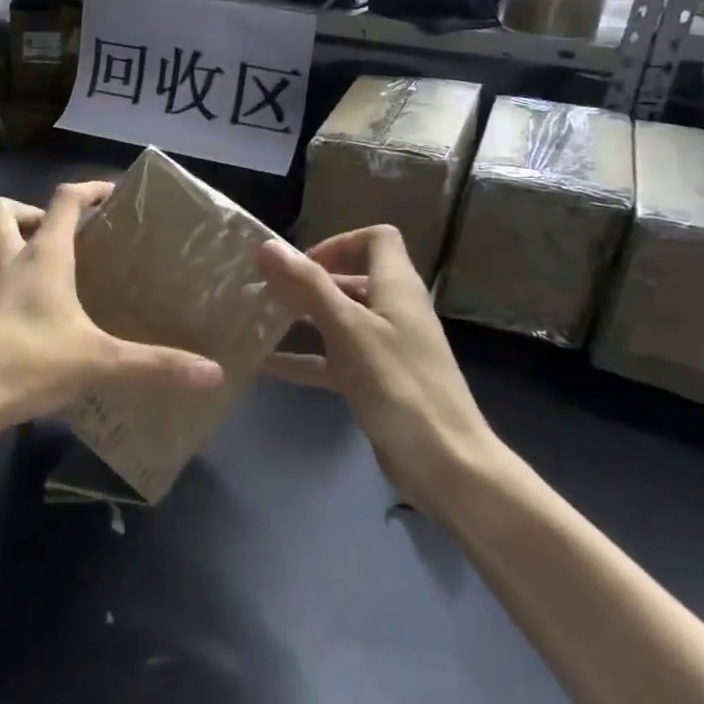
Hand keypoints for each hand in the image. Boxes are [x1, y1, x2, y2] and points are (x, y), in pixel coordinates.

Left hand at [0, 181, 222, 436]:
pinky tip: (19, 312)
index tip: (111, 193)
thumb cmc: (29, 361)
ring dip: (4, 241)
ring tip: (35, 267)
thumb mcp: (99, 362)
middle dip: (32, 212)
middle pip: (5, 210)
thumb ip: (155, 365)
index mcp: (43, 256)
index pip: (65, 200)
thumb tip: (213, 373)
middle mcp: (8, 260)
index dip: (89, 189)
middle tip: (61, 238)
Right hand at [257, 227, 503, 515]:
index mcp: (397, 288)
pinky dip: (304, 358)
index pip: (377, 239)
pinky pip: (334, 360)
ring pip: (339, 321)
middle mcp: (394, 312)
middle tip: (267, 292)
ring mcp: (386, 349)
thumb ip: (308, 286)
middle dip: (309, 282)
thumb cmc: (398, 384)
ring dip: (302, 319)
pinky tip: (265, 365)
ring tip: (258, 321)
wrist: (445, 464)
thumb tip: (268, 246)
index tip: (302, 264)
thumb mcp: (348, 329)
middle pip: (351, 279)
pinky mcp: (376, 383)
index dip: (339, 242)